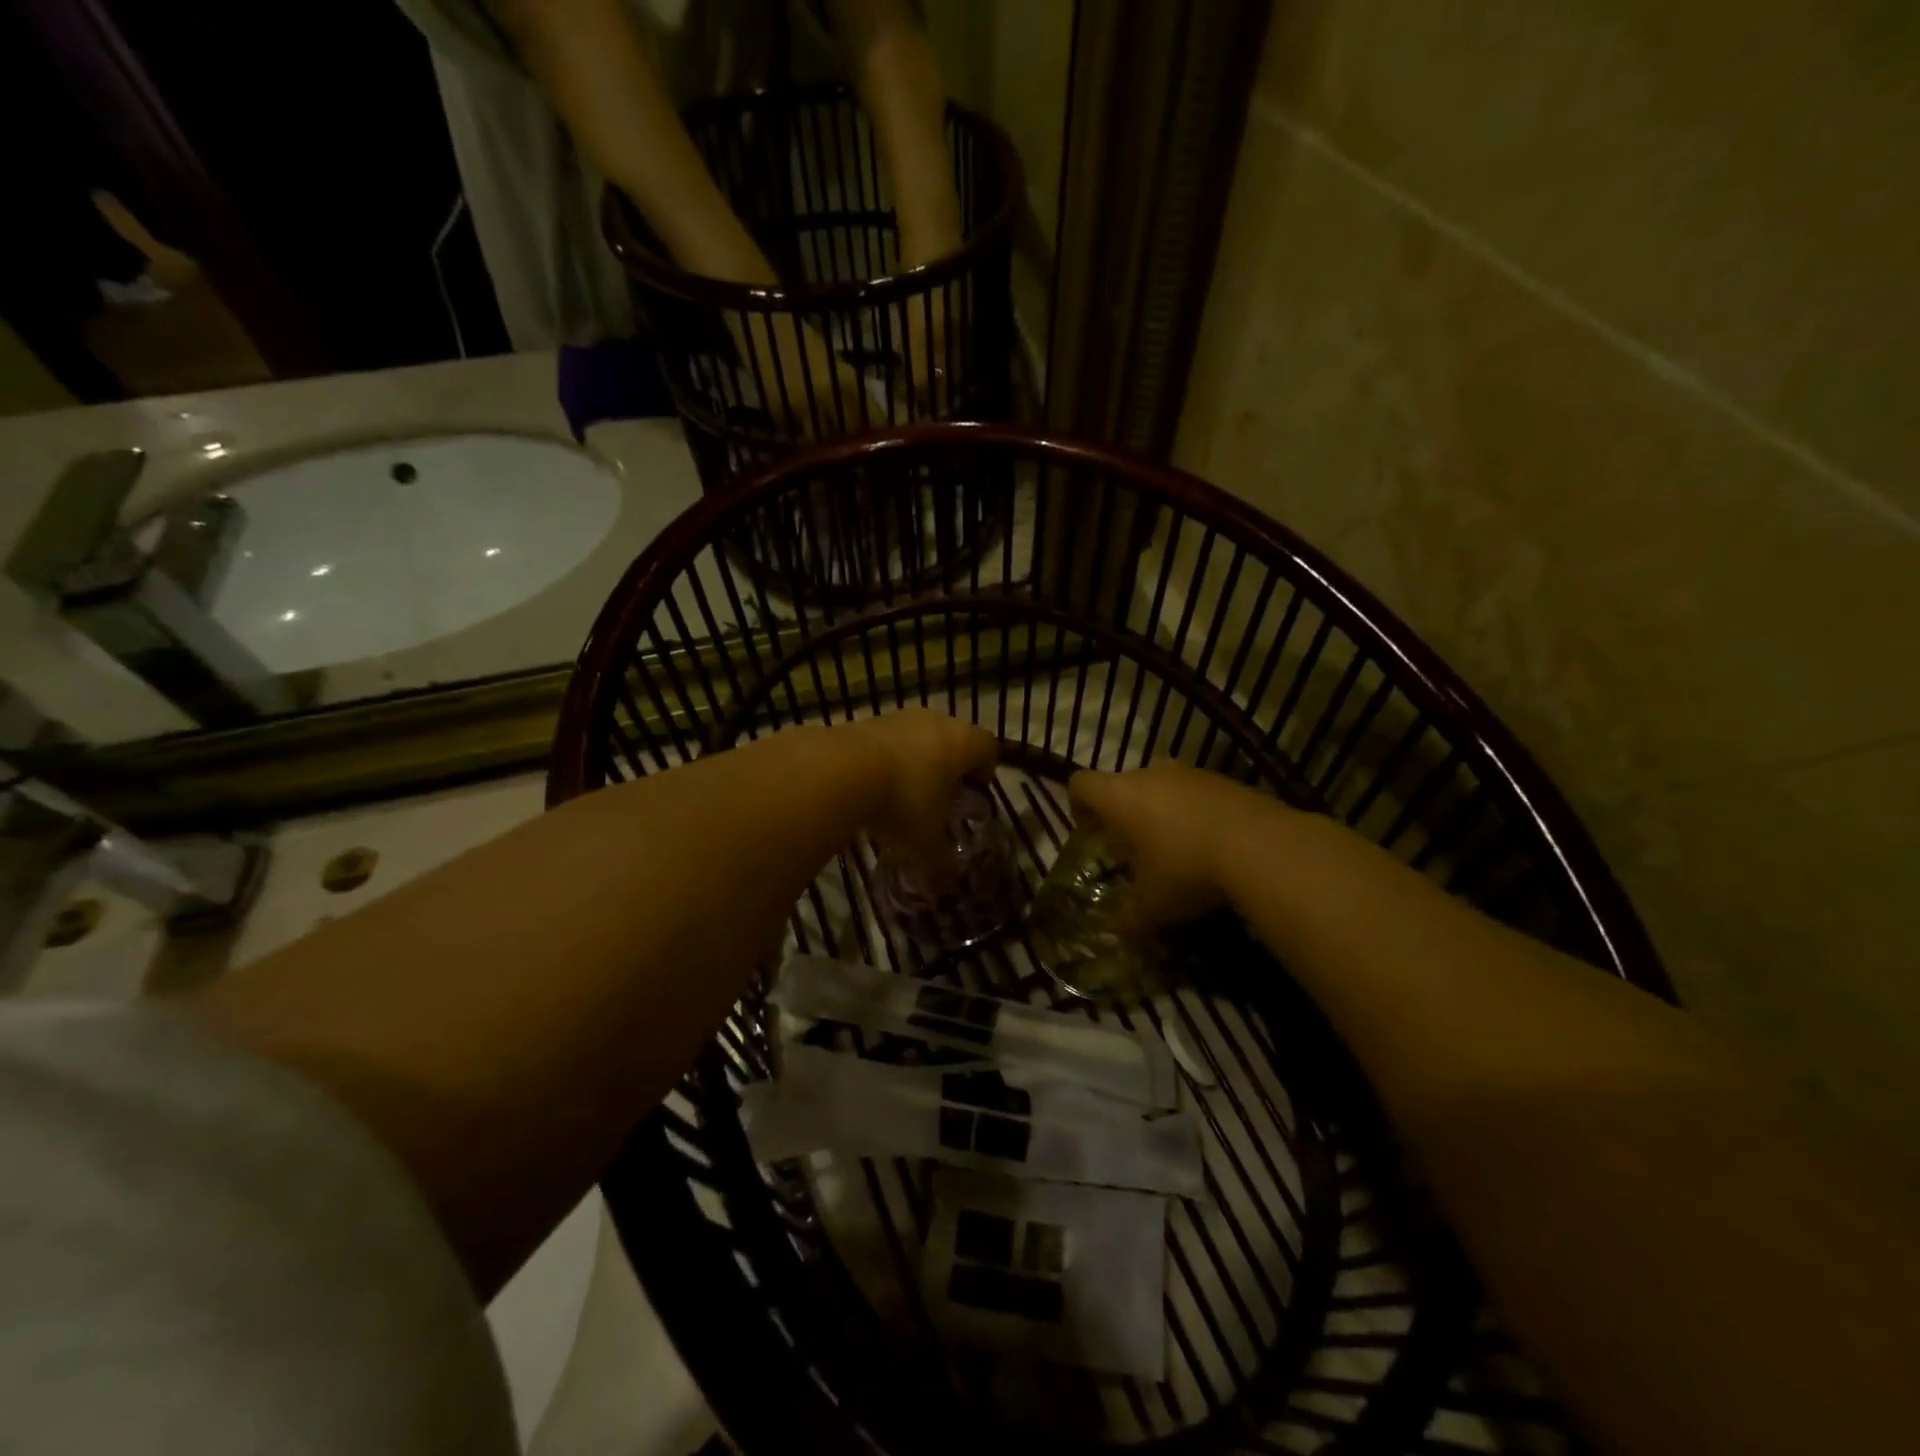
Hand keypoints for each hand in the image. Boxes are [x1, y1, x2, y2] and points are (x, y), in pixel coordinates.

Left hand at [850, 708, 997, 859]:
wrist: (839, 771)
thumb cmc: (902, 802)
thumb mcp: (925, 843)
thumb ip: (940, 862)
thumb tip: (945, 884)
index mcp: (962, 743)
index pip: (988, 747)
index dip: (986, 770)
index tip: (975, 792)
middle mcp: (936, 721)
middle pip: (954, 737)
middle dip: (950, 765)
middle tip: (942, 795)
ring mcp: (899, 717)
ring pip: (919, 736)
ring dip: (917, 759)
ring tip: (905, 792)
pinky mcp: (867, 721)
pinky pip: (889, 740)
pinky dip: (888, 758)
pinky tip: (875, 784)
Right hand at [1069, 762, 1274, 926]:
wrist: (1262, 846)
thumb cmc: (1186, 869)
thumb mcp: (1151, 906)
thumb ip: (1128, 917)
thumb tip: (1119, 931)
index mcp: (1120, 796)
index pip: (1081, 784)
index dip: (1078, 806)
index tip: (1089, 833)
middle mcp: (1150, 774)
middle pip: (1123, 785)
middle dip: (1123, 816)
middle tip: (1132, 852)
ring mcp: (1191, 773)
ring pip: (1162, 788)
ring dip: (1161, 814)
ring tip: (1175, 852)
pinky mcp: (1226, 781)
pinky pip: (1196, 795)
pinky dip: (1194, 815)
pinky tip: (1211, 848)